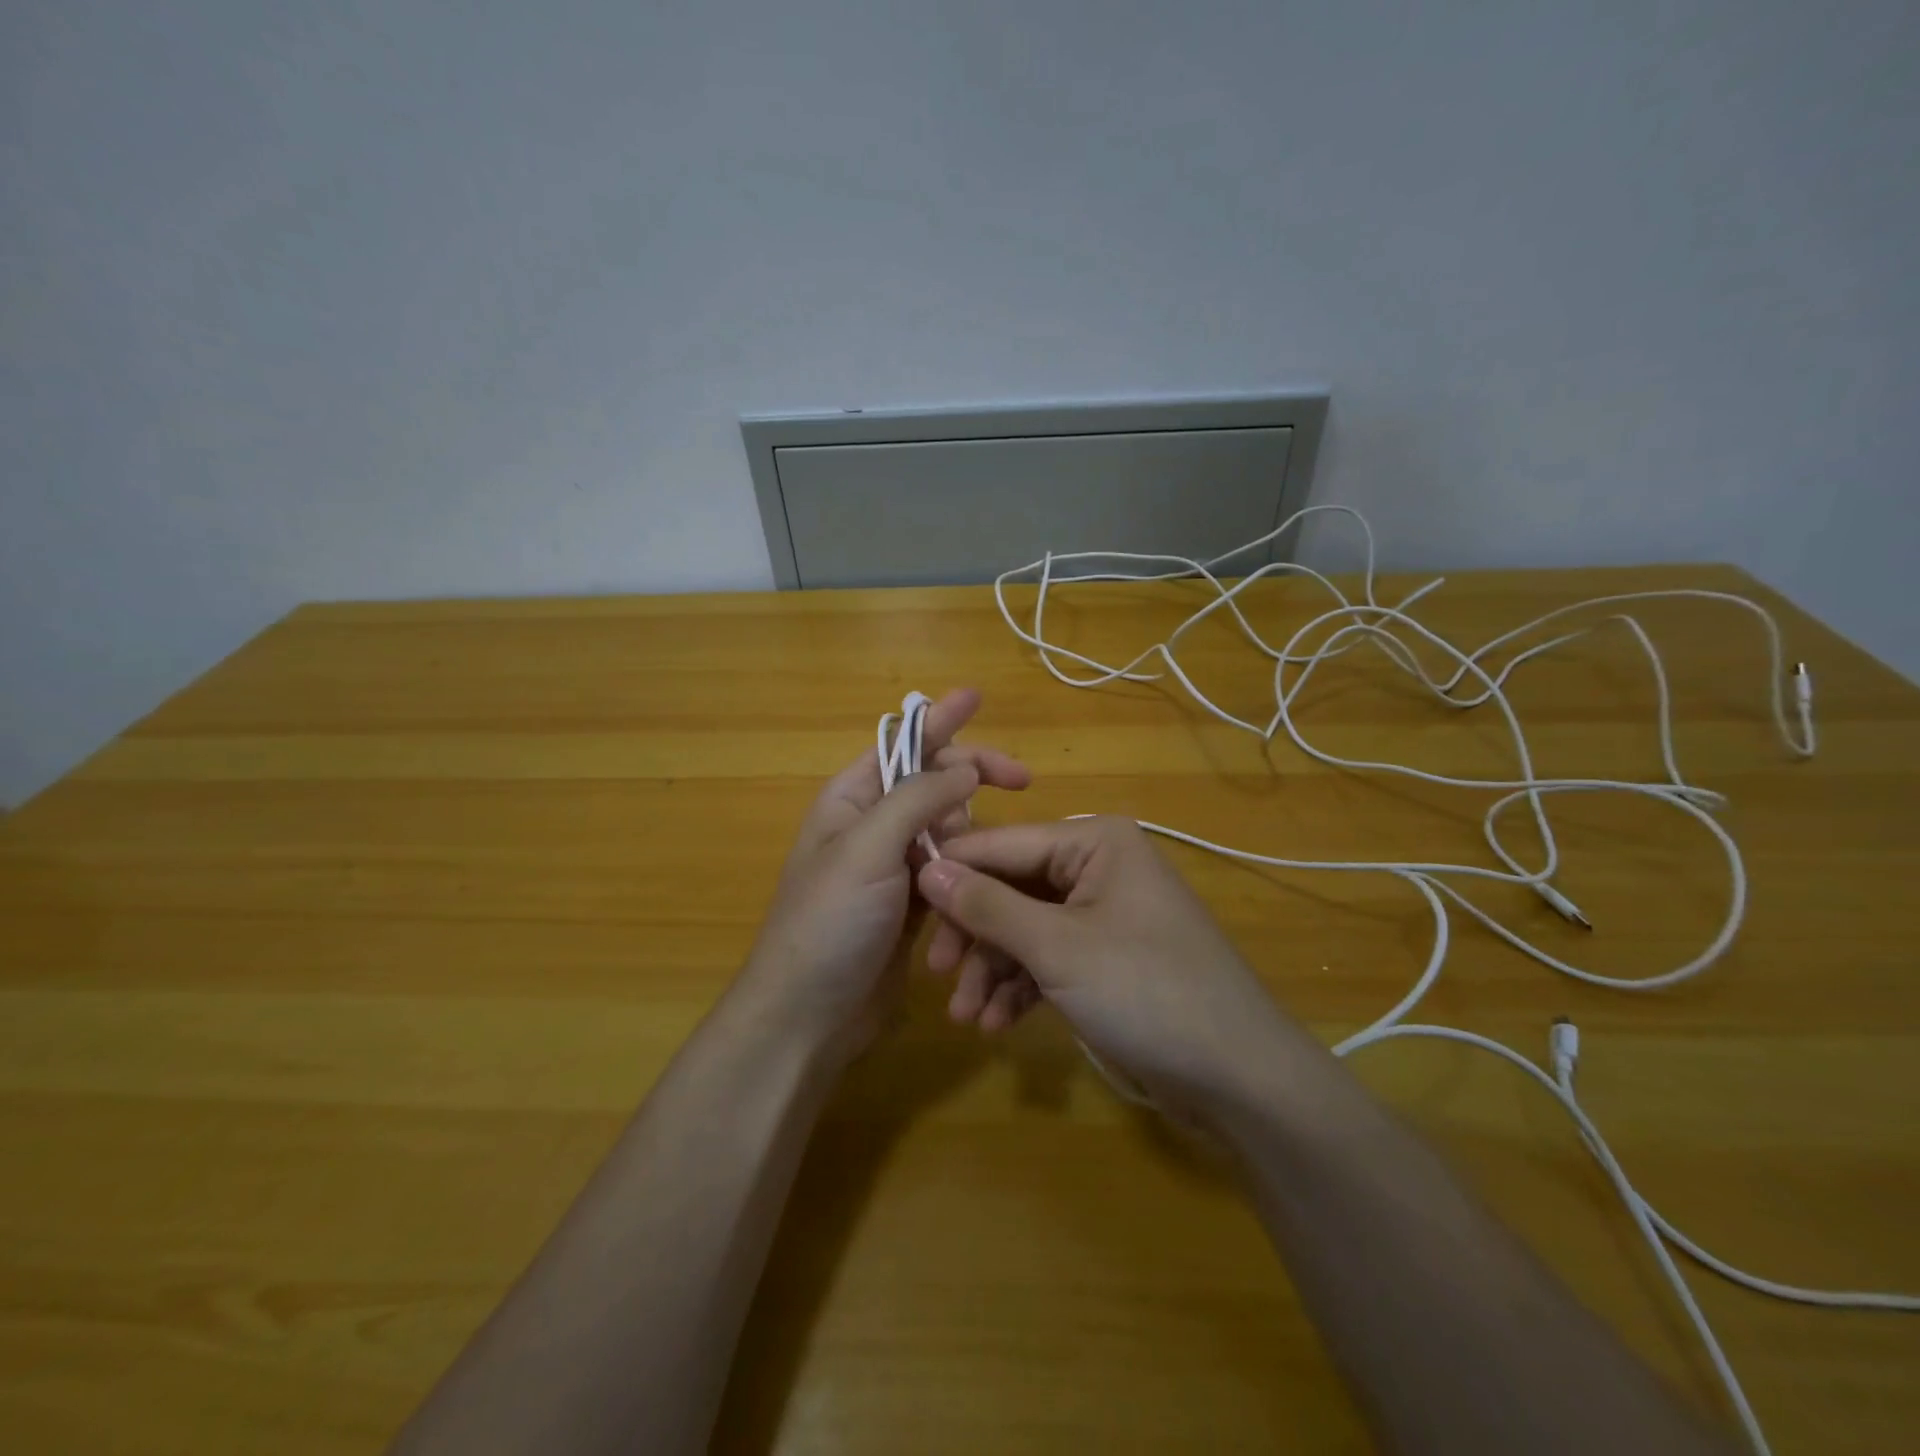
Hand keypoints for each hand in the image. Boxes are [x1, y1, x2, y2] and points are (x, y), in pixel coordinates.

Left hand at [734, 689, 1029, 1064]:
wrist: (807, 1016)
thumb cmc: (828, 923)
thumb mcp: (867, 850)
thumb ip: (916, 800)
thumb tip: (965, 769)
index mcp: (852, 799)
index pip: (902, 743)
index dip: (941, 718)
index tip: (979, 696)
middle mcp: (873, 825)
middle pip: (933, 782)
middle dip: (973, 777)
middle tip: (1022, 781)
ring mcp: (893, 866)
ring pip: (949, 828)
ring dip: (973, 832)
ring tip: (991, 853)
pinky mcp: (913, 904)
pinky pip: (952, 870)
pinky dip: (970, 869)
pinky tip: (988, 882)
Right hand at [917, 816, 1309, 1114]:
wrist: (1238, 1077)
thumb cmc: (1147, 992)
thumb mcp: (1058, 948)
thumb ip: (989, 906)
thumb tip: (927, 867)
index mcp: (1094, 841)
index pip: (1002, 844)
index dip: (951, 873)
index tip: (902, 904)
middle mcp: (1097, 866)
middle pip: (1011, 889)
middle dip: (975, 936)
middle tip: (939, 975)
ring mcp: (1102, 914)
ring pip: (1025, 929)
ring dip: (993, 970)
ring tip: (967, 1017)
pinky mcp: (1105, 958)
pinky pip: (1049, 958)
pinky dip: (1022, 987)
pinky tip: (998, 1023)